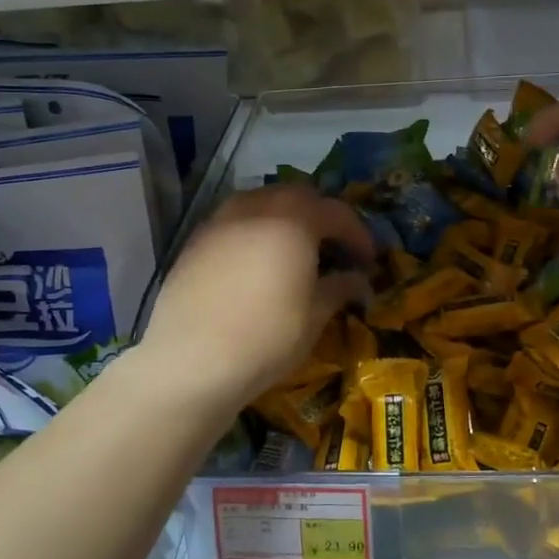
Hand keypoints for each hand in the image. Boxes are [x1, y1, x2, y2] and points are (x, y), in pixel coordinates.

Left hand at [137, 185, 373, 413]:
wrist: (190, 362)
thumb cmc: (266, 337)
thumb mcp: (315, 316)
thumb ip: (340, 288)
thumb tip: (357, 280)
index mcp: (294, 219)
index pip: (337, 213)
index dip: (358, 235)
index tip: (368, 261)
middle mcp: (256, 207)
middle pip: (298, 197)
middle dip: (321, 218)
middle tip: (333, 249)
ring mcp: (220, 220)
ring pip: (262, 203)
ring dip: (285, 219)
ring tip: (294, 251)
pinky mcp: (195, 240)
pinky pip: (235, 222)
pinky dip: (255, 232)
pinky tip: (257, 264)